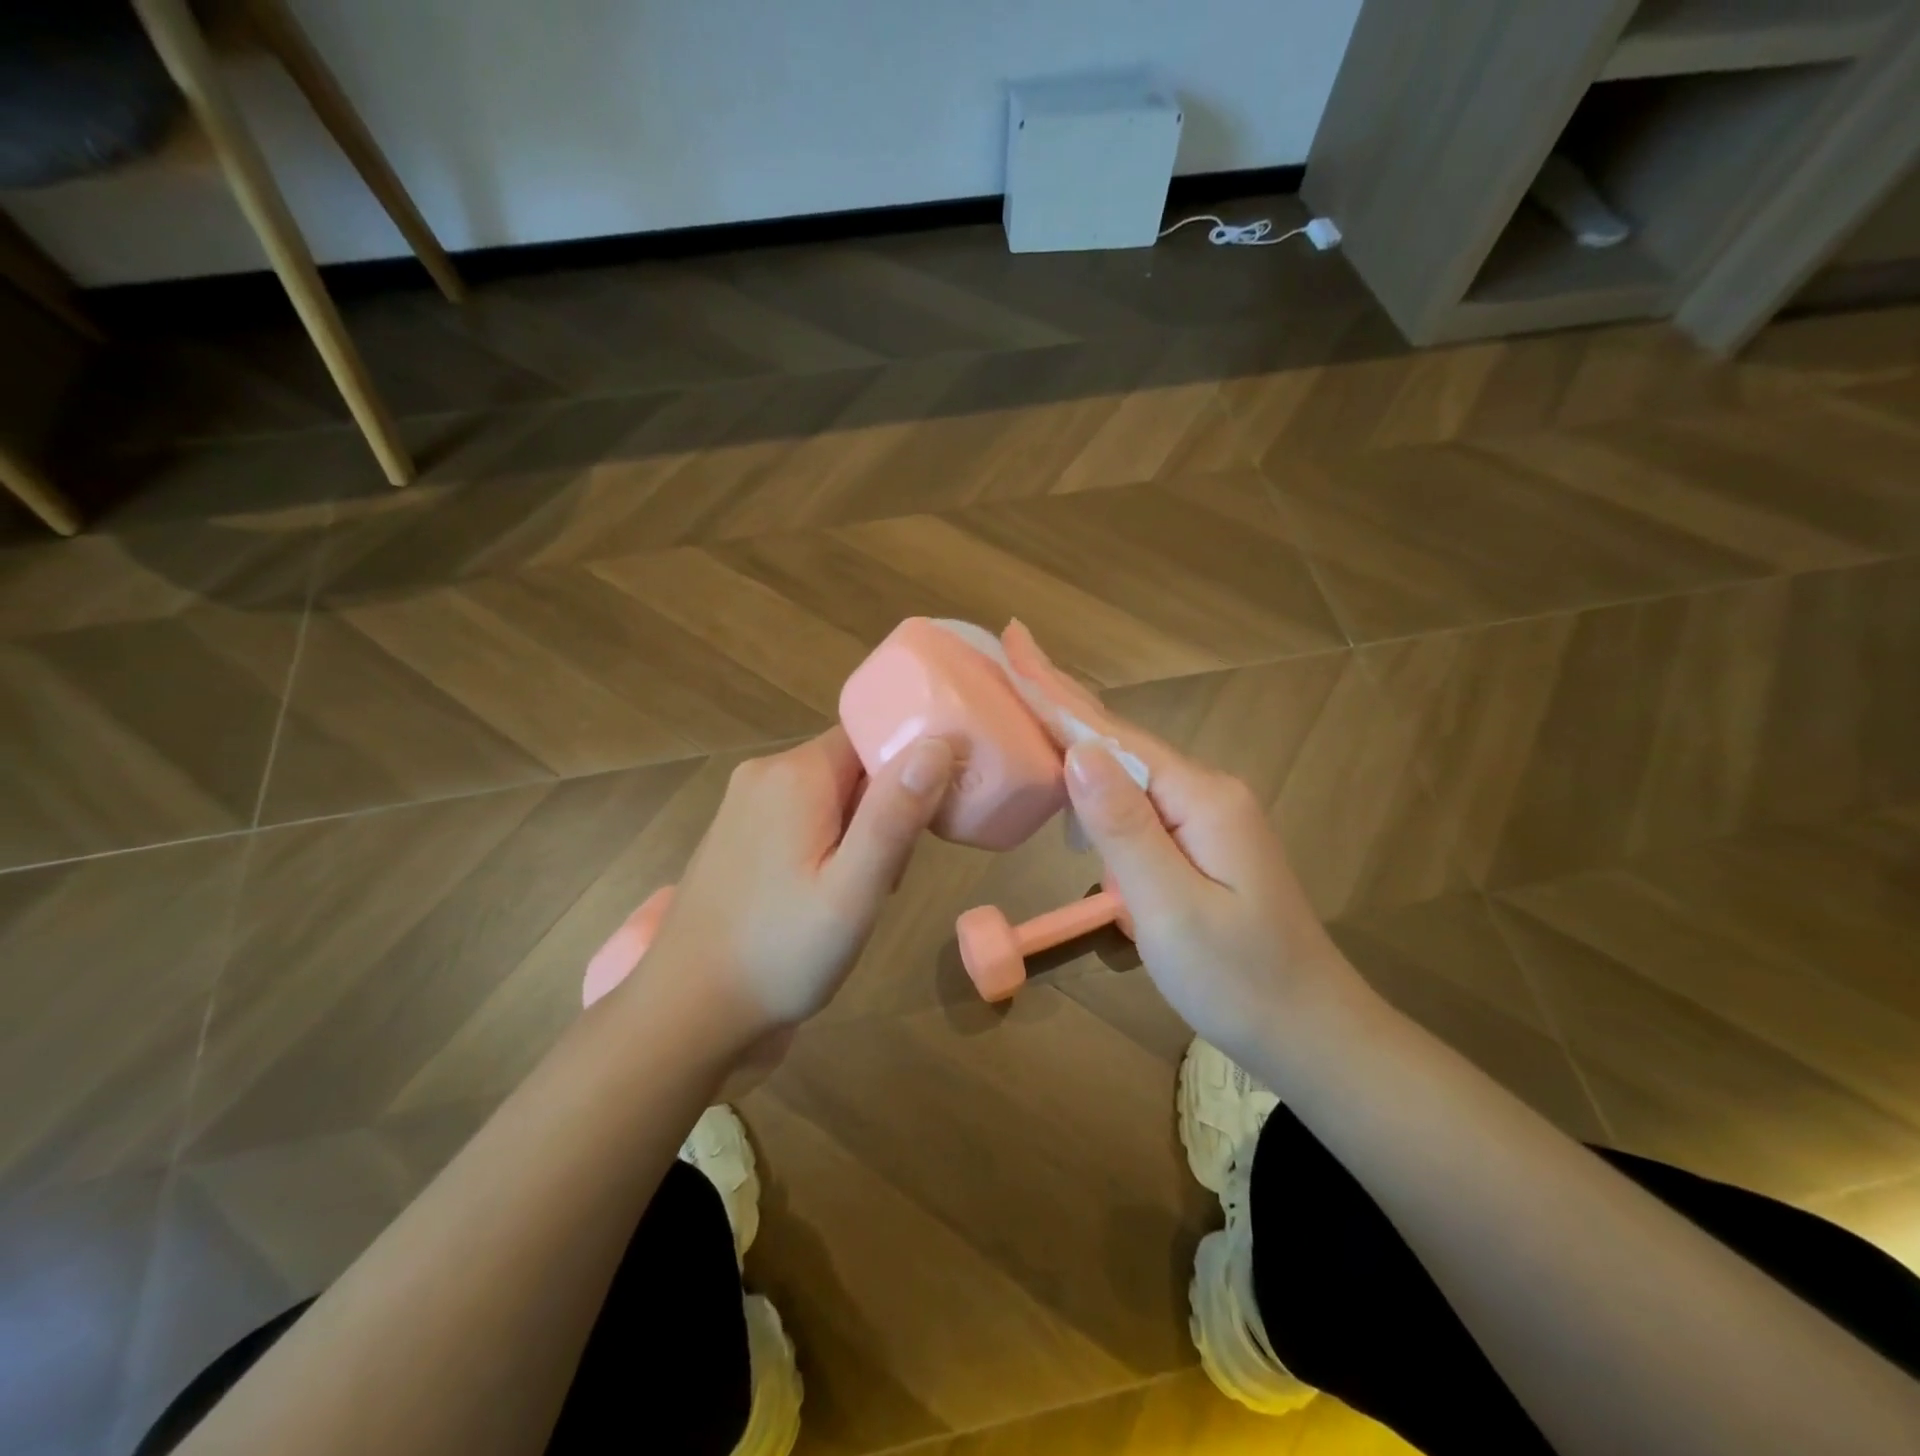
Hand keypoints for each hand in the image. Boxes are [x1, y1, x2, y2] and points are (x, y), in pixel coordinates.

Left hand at [630, 727, 954, 1041]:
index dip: (907, 769)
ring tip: (857, 894)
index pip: (871, 735)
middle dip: (883, 810)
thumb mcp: (854, 891)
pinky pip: (800, 816)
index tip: (926, 819)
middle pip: (851, 765)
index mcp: (795, 774)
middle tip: (886, 875)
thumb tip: (938, 742)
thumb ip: (895, 815)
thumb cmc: (781, 952)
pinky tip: (822, 894)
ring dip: (857, 832)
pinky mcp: (737, 834)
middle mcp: (764, 774)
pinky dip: (826, 844)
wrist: (689, 1012)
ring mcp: (743, 804)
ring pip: (829, 794)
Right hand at [1002, 623, 1366, 1064]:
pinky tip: (1075, 776)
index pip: (1112, 736)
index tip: (1015, 645)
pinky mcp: (1201, 840)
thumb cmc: (1238, 979)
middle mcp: (1206, 791)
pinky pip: (1138, 798)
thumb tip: (1079, 750)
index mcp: (1200, 797)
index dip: (1057, 694)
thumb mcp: (1171, 907)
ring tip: (1030, 702)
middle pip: (1120, 740)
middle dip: (1063, 699)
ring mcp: (1207, 815)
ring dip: (1077, 734)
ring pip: (1128, 767)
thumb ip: (1124, 827)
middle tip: (1013, 657)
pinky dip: (1097, 778)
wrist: (1311, 1031)